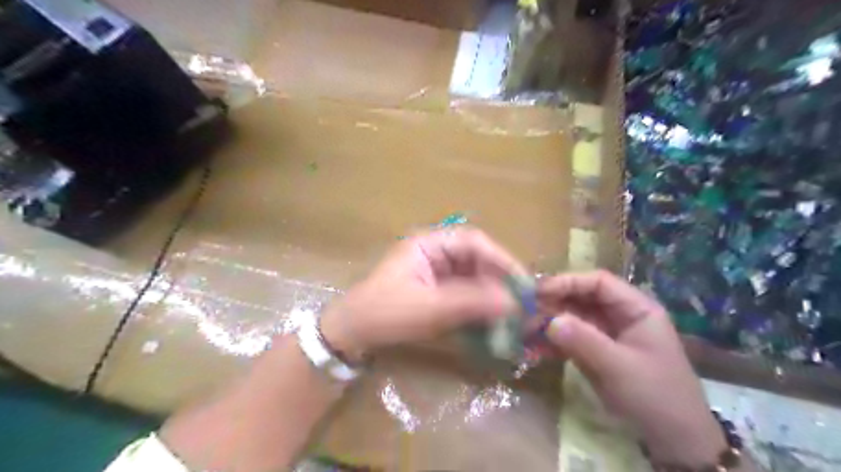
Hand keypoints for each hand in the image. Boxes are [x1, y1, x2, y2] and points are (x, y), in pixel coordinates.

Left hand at [323, 230, 522, 358]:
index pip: (473, 242)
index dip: (500, 259)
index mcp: (429, 244)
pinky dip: (479, 307)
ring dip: (492, 295)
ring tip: (512, 316)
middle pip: (476, 260)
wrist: (352, 334)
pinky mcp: (436, 292)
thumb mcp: (429, 307)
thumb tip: (513, 301)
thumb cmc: (385, 313)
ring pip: (473, 278)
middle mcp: (435, 253)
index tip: (522, 282)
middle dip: (498, 281)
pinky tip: (492, 321)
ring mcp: (436, 273)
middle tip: (520, 304)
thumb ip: (471, 302)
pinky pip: (465, 294)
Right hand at [542, 270, 726, 466]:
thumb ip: (584, 341)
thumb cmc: (656, 397)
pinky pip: (569, 338)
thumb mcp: (620, 367)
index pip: (598, 282)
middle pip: (581, 297)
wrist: (674, 441)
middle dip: (553, 302)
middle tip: (524, 310)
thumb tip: (549, 321)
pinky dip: (552, 341)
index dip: (567, 282)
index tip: (538, 292)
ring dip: (548, 321)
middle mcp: (619, 315)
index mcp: (636, 308)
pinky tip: (533, 346)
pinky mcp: (595, 351)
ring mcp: (605, 334)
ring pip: (571, 317)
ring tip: (523, 329)